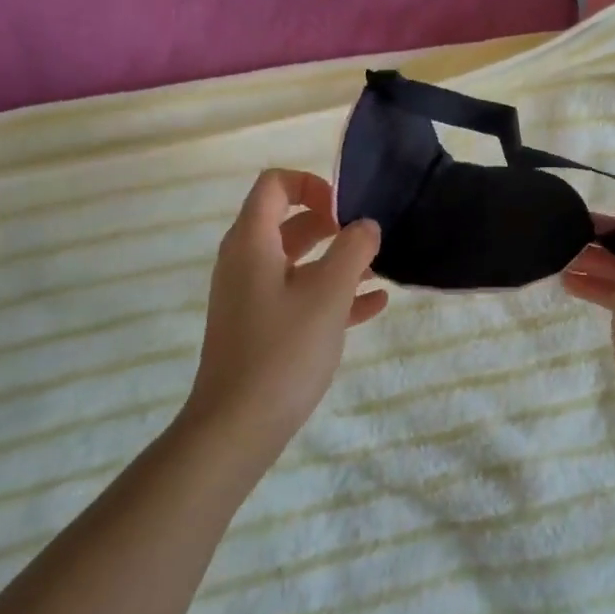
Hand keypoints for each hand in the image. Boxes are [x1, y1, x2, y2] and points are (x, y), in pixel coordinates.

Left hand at [184, 170, 386, 456]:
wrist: (236, 428)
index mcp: (252, 242)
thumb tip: (365, 225)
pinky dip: (331, 292)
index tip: (346, 210)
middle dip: (332, 224)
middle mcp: (246, 261)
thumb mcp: (327, 294)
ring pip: (298, 261)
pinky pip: (299, 295)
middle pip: (289, 222)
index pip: (275, 185)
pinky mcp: (261, 327)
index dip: (312, 185)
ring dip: (337, 260)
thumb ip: (353, 250)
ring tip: (379, 269)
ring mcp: (252, 296)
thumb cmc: (283, 351)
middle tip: (368, 238)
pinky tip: (373, 305)